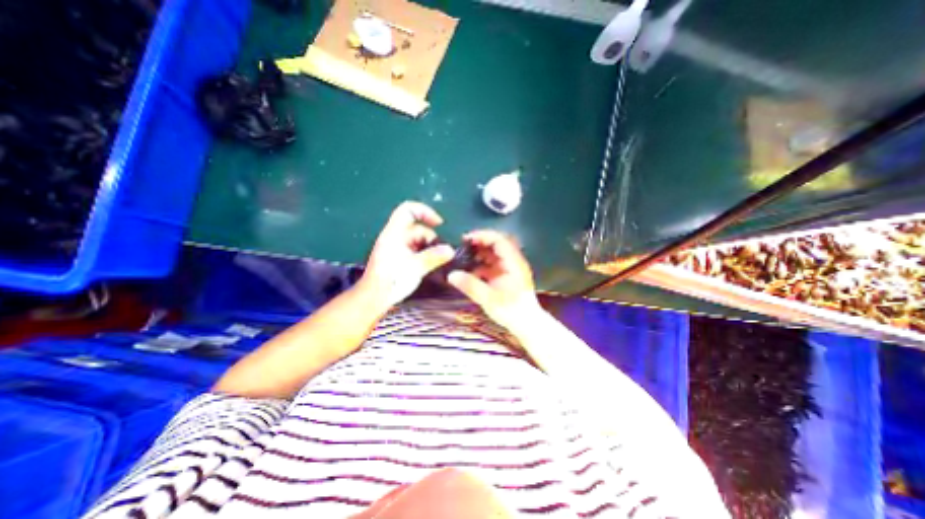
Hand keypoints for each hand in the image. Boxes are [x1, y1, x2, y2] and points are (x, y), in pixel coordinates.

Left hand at [366, 202, 458, 308]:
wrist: (374, 298)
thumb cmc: (392, 280)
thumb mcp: (415, 267)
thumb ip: (434, 256)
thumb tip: (451, 250)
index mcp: (394, 233)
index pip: (408, 210)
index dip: (425, 211)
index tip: (439, 224)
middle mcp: (395, 237)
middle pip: (417, 228)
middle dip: (431, 238)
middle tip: (442, 253)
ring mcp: (396, 247)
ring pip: (418, 240)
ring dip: (429, 248)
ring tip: (438, 261)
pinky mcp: (398, 257)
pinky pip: (415, 250)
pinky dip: (424, 254)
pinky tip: (431, 265)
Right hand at [448, 228, 543, 330]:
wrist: (526, 324)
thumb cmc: (511, 311)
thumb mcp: (489, 299)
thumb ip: (471, 286)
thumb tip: (451, 275)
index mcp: (513, 263)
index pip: (499, 240)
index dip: (482, 236)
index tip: (466, 239)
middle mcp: (513, 261)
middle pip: (496, 244)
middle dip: (478, 244)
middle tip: (461, 247)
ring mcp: (509, 268)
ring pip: (493, 254)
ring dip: (478, 254)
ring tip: (462, 258)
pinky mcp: (505, 275)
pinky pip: (492, 264)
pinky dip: (481, 265)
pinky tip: (470, 272)